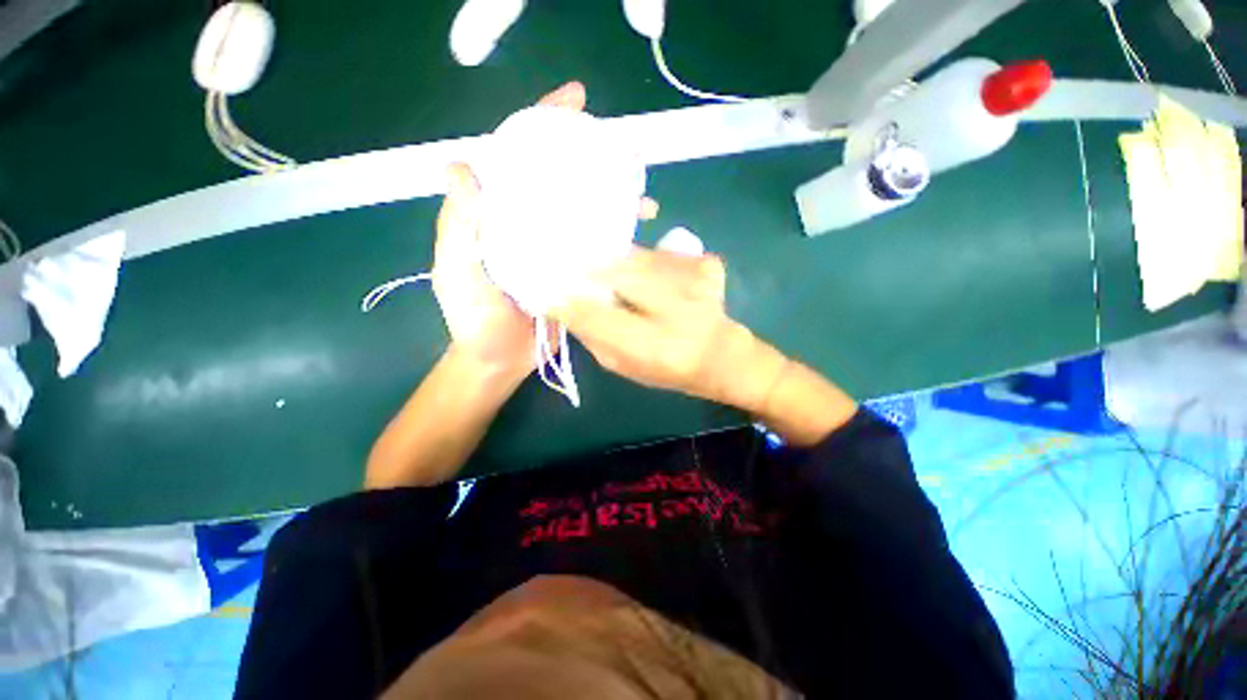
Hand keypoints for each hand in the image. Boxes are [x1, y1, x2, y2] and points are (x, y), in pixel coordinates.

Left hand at [432, 81, 657, 375]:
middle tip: (621, 149)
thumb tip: (460, 164)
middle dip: (588, 157)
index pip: (517, 159)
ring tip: (639, 189)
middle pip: (558, 180)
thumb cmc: (473, 319)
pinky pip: (596, 247)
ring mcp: (555, 248)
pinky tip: (637, 229)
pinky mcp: (575, 273)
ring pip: (583, 211)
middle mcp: (528, 224)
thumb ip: (459, 226)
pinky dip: (616, 235)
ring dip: (611, 196)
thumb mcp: (457, 271)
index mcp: (498, 216)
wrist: (500, 361)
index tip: (574, 103)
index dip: (542, 125)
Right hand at [561, 248, 787, 412]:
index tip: (548, 293)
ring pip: (640, 257)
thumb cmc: (667, 369)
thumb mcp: (624, 366)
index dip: (568, 302)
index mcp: (655, 347)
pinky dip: (646, 258)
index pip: (597, 317)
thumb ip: (594, 337)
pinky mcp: (708, 265)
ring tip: (607, 269)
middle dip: (591, 269)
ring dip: (617, 261)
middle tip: (573, 269)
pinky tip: (647, 272)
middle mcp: (678, 311)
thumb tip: (566, 305)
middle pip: (621, 273)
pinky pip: (662, 252)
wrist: (722, 356)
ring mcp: (697, 282)